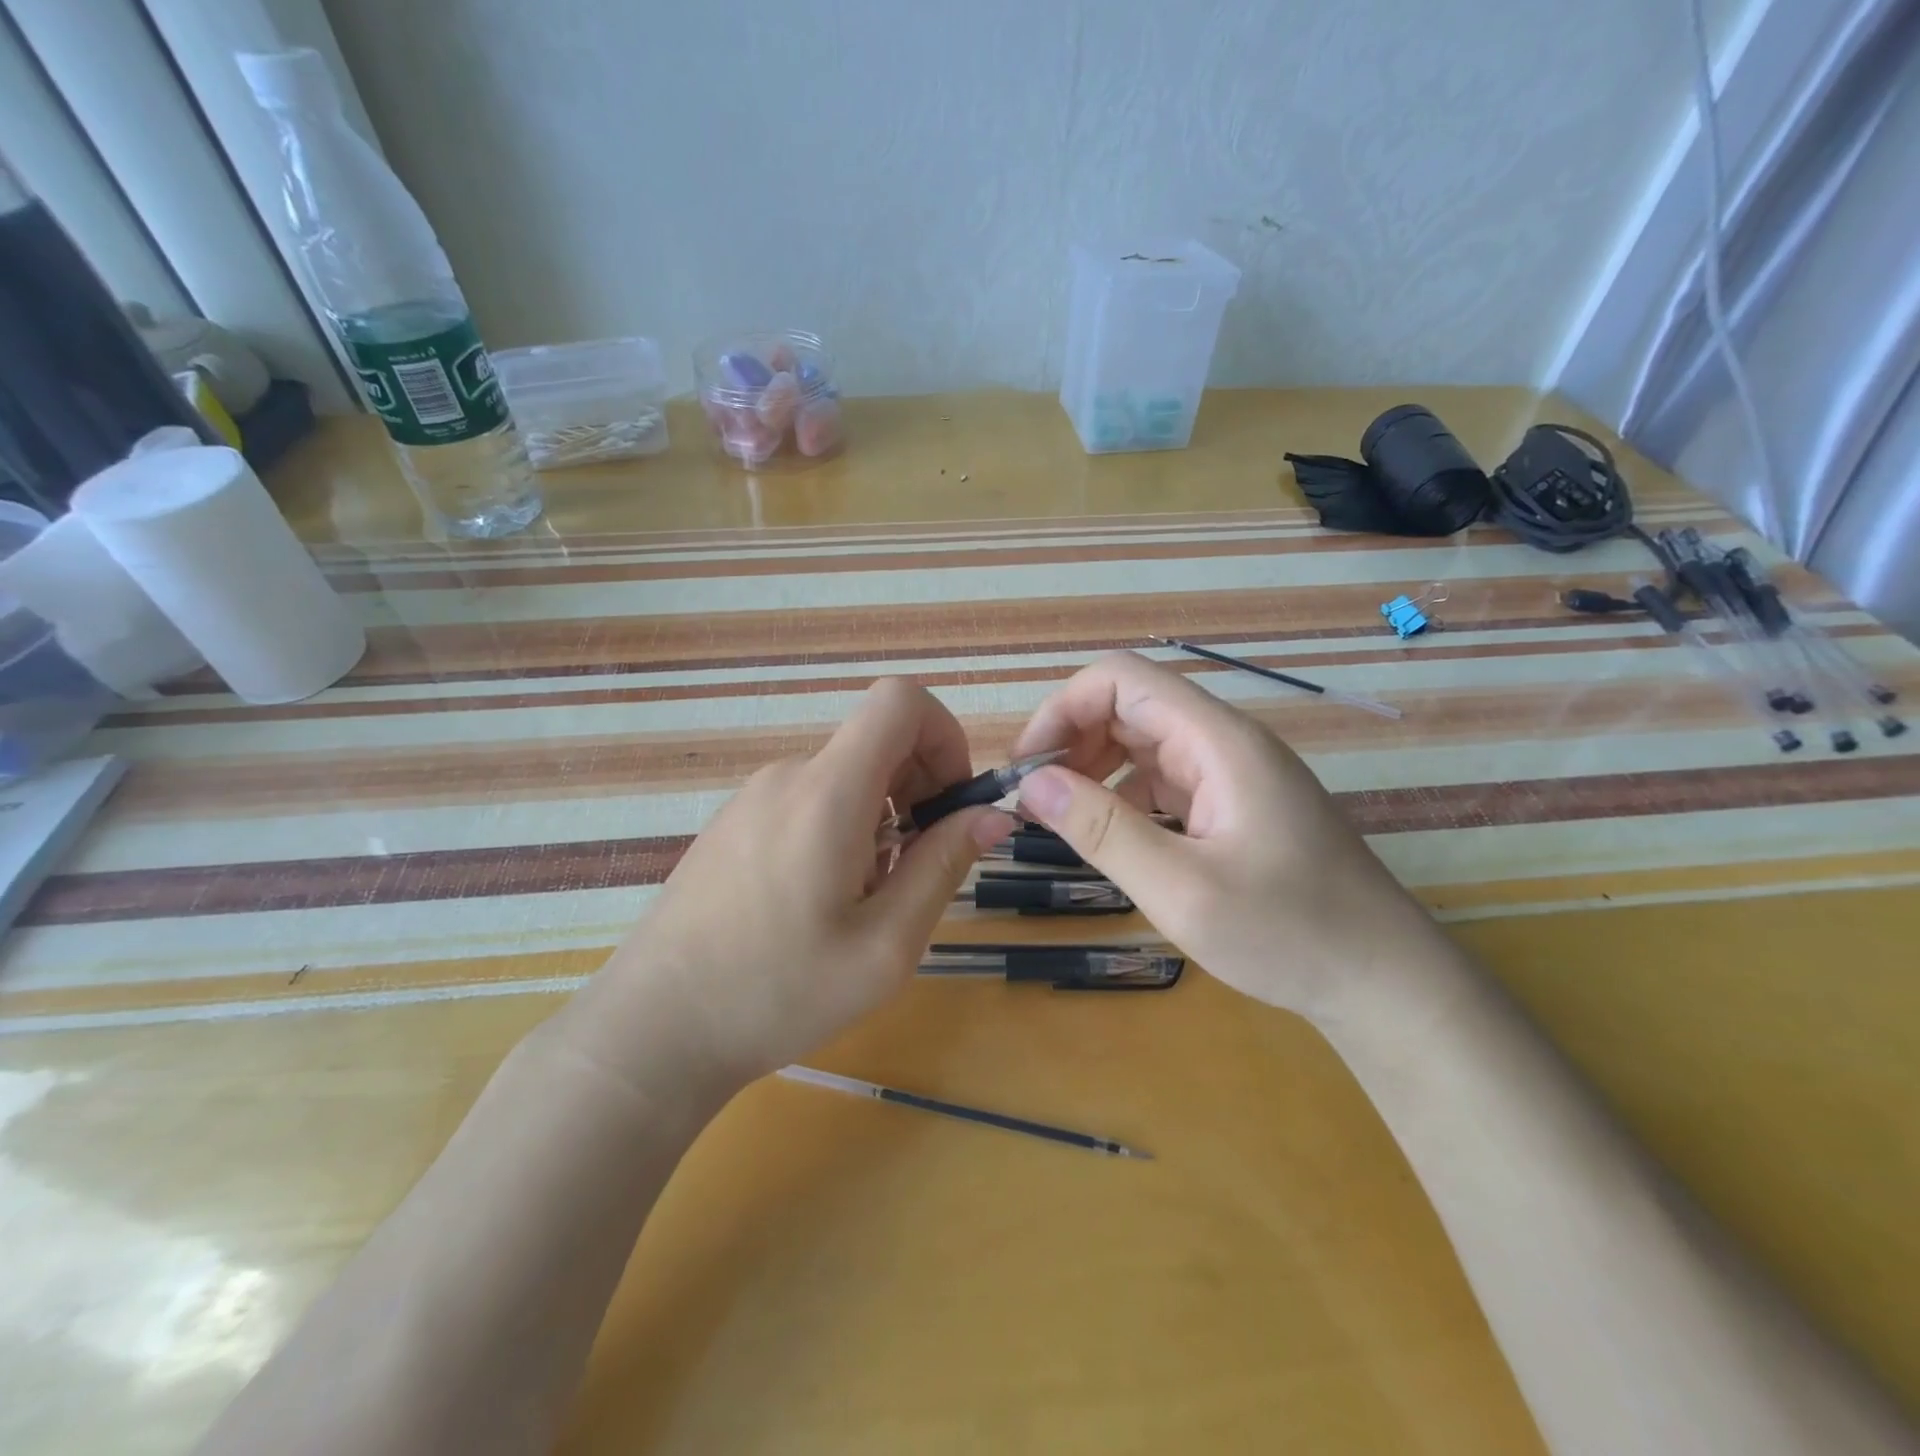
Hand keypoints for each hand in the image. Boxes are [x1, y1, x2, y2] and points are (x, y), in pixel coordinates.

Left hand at [559, 678, 1013, 1093]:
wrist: (652, 1030)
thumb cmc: (776, 994)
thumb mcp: (884, 946)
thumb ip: (943, 866)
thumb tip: (991, 813)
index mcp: (827, 793)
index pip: (899, 701)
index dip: (944, 736)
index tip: (950, 804)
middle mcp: (788, 776)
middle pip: (876, 740)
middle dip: (918, 788)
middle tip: (916, 869)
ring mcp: (752, 797)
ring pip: (844, 777)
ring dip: (880, 819)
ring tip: (864, 899)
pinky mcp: (732, 823)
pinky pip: (807, 801)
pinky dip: (839, 830)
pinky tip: (818, 902)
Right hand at [1011, 652, 1443, 1022]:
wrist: (1383, 981)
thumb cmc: (1288, 933)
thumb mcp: (1181, 888)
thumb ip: (1102, 830)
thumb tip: (1032, 784)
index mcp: (1218, 741)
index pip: (1121, 680)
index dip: (1062, 710)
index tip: (1027, 767)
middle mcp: (1225, 743)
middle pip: (1130, 706)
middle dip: (1072, 740)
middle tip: (1035, 799)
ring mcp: (1233, 774)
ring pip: (1145, 743)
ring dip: (1095, 768)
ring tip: (1061, 818)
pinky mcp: (1235, 805)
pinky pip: (1165, 779)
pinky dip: (1125, 796)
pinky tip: (1111, 836)